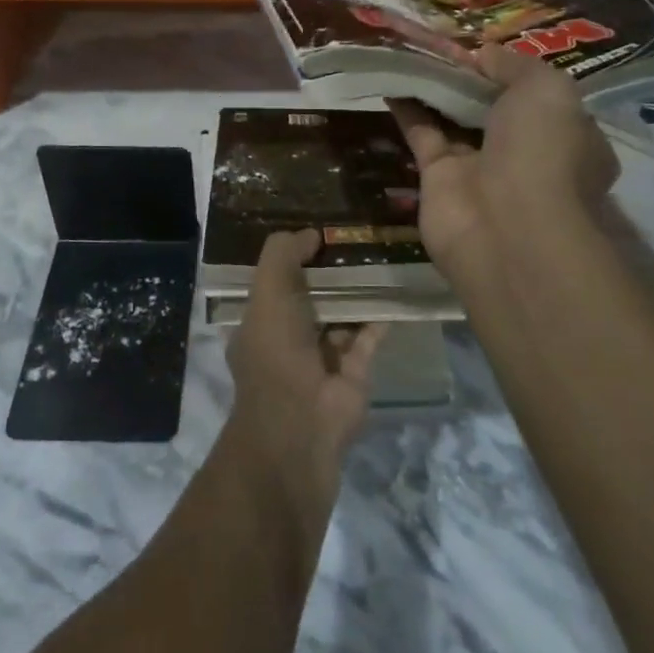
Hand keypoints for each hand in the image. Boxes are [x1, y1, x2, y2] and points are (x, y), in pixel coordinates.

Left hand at [226, 230, 384, 521]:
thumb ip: (282, 255)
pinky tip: (392, 288)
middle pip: (312, 295)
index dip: (291, 255)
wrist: (301, 425)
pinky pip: (368, 336)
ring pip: (342, 314)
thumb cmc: (274, 352)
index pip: (274, 281)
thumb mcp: (267, 293)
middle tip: (356, 235)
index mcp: (260, 321)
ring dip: (357, 290)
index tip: (317, 227)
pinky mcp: (354, 373)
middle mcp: (289, 338)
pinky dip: (378, 317)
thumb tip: (310, 233)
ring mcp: (323, 358)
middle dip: (330, 270)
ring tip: (379, 254)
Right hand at [389, 44, 620, 288]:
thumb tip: (484, 54)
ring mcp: (482, 169)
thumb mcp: (546, 89)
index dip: (516, 73)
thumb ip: (515, 65)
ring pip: (456, 119)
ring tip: (411, 50)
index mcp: (569, 137)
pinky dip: (407, 108)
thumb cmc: (544, 151)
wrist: (509, 228)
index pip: (543, 100)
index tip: (487, 49)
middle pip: (495, 108)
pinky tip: (390, 78)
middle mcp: (527, 155)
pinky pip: (422, 134)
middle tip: (442, 43)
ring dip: (436, 87)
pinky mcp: (439, 180)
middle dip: (472, 78)